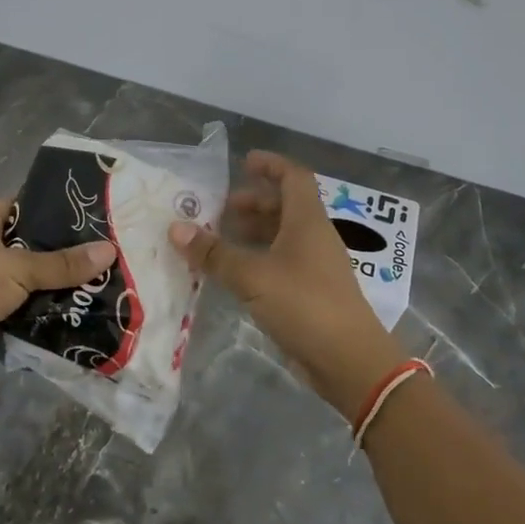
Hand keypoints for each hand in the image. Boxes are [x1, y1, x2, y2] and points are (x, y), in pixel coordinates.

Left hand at [0, 198, 117, 394]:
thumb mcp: (19, 268)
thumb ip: (63, 263)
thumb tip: (110, 251)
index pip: (25, 206)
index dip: (57, 212)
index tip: (95, 221)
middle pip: (29, 244)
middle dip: (62, 253)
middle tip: (105, 255)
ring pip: (26, 277)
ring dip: (54, 284)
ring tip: (98, 283)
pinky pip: (20, 304)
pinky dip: (41, 308)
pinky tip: (74, 310)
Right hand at [170, 151, 404, 418]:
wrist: (348, 361)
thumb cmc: (304, 304)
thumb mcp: (252, 276)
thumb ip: (213, 253)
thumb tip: (175, 228)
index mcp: (307, 221)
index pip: (293, 177)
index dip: (271, 165)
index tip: (244, 162)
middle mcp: (313, 238)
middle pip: (285, 207)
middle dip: (253, 202)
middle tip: (219, 207)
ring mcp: (314, 267)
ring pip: (282, 237)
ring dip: (253, 232)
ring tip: (218, 238)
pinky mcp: (309, 294)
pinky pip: (279, 264)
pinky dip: (256, 259)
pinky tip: (232, 272)